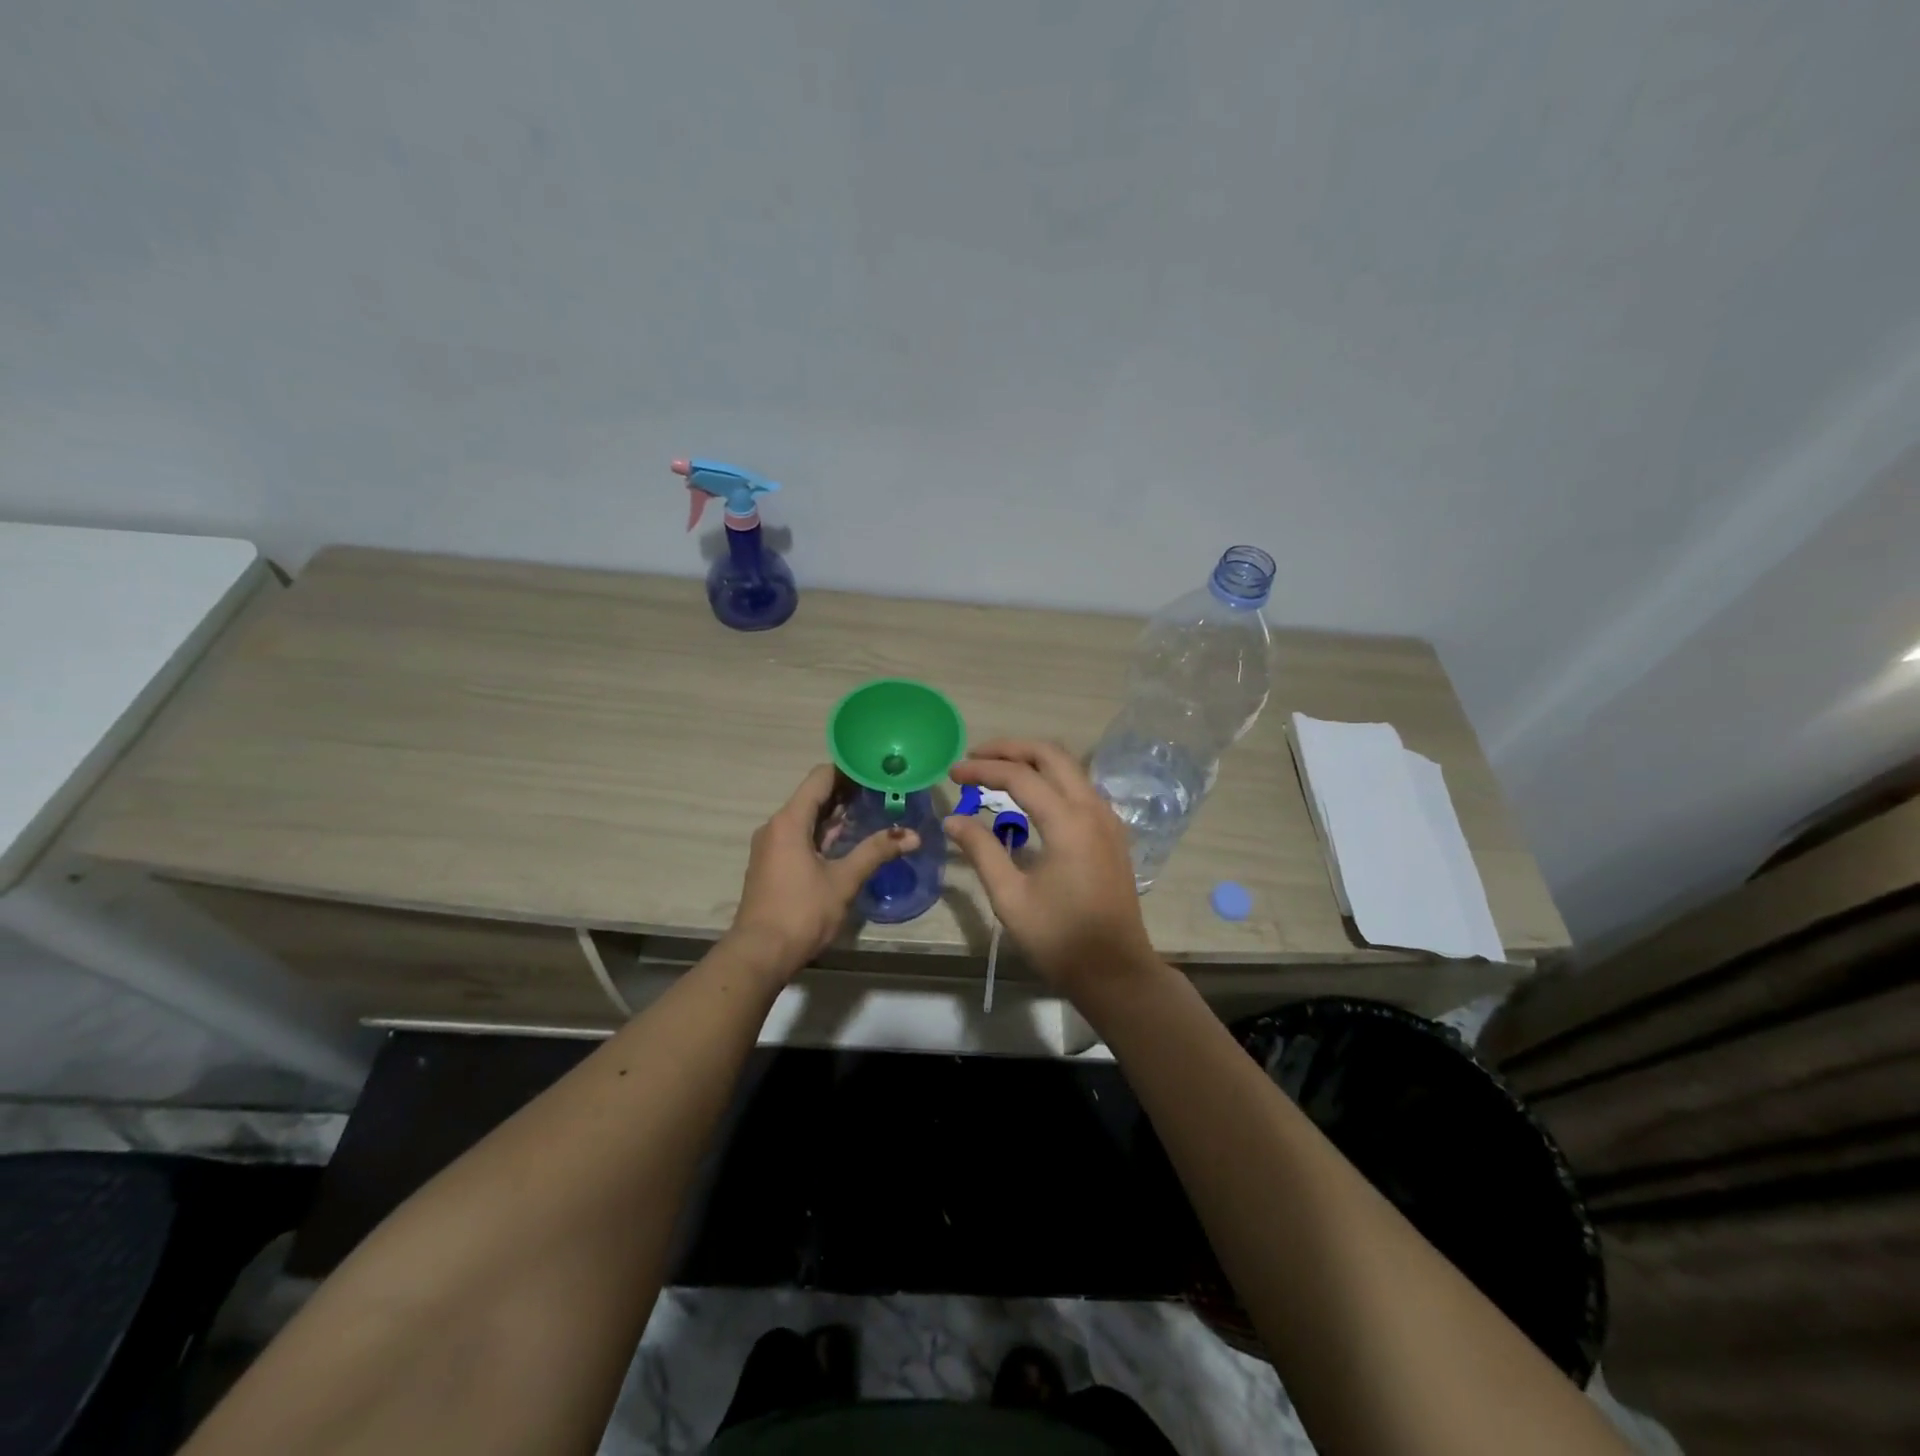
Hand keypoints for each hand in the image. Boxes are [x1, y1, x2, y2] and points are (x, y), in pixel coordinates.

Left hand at [727, 765, 919, 977]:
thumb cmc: (802, 911)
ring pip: (807, 817)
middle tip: (882, 789)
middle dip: (847, 791)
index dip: (849, 769)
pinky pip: (800, 835)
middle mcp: (776, 826)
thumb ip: (876, 852)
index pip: (821, 778)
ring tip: (871, 809)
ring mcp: (771, 845)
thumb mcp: (844, 880)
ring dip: (836, 813)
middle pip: (813, 795)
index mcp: (790, 821)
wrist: (759, 954)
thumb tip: (912, 835)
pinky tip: (848, 838)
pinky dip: (823, 831)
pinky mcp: (773, 864)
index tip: (877, 768)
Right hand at [945, 739, 1158, 993]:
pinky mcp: (1112, 833)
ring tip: (996, 772)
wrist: (1116, 971)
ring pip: (1069, 768)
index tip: (952, 773)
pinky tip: (1029, 797)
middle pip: (1051, 755)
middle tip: (975, 757)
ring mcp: (1108, 819)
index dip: (982, 770)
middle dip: (1010, 749)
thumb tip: (953, 819)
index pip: (1019, 776)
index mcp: (1068, 822)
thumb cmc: (1060, 938)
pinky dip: (1051, 779)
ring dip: (1032, 761)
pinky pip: (1080, 788)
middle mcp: (1093, 808)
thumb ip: (981, 851)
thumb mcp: (1010, 897)